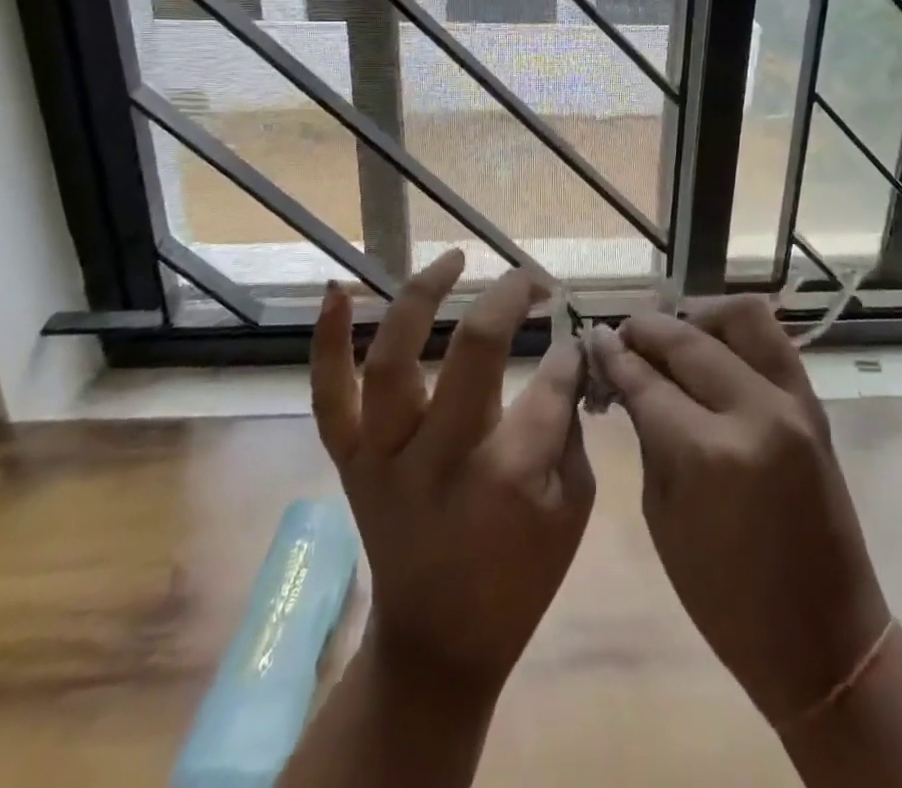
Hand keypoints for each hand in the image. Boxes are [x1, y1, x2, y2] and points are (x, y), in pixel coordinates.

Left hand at [311, 250, 594, 699]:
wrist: (438, 643)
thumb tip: (568, 353)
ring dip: (421, 297)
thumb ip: (571, 424)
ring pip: (392, 362)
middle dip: (508, 301)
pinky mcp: (350, 459)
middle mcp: (439, 457)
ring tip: (453, 258)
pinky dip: (327, 342)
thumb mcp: (573, 507)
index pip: (548, 383)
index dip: (567, 352)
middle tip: (530, 280)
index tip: (573, 335)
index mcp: (505, 477)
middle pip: (473, 352)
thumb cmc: (519, 577)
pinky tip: (339, 290)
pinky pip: (328, 397)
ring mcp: (383, 456)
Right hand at [588, 299, 890, 723]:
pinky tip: (710, 349)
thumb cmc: (725, 598)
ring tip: (674, 336)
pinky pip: (772, 340)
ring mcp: (793, 403)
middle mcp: (753, 412)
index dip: (614, 355)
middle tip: (623, 336)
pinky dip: (735, 333)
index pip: (647, 381)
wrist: (824, 638)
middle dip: (647, 331)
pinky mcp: (814, 405)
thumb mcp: (663, 515)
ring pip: (742, 317)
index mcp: (707, 455)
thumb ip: (648, 434)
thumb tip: (626, 376)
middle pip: (688, 340)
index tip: (593, 337)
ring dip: (699, 316)